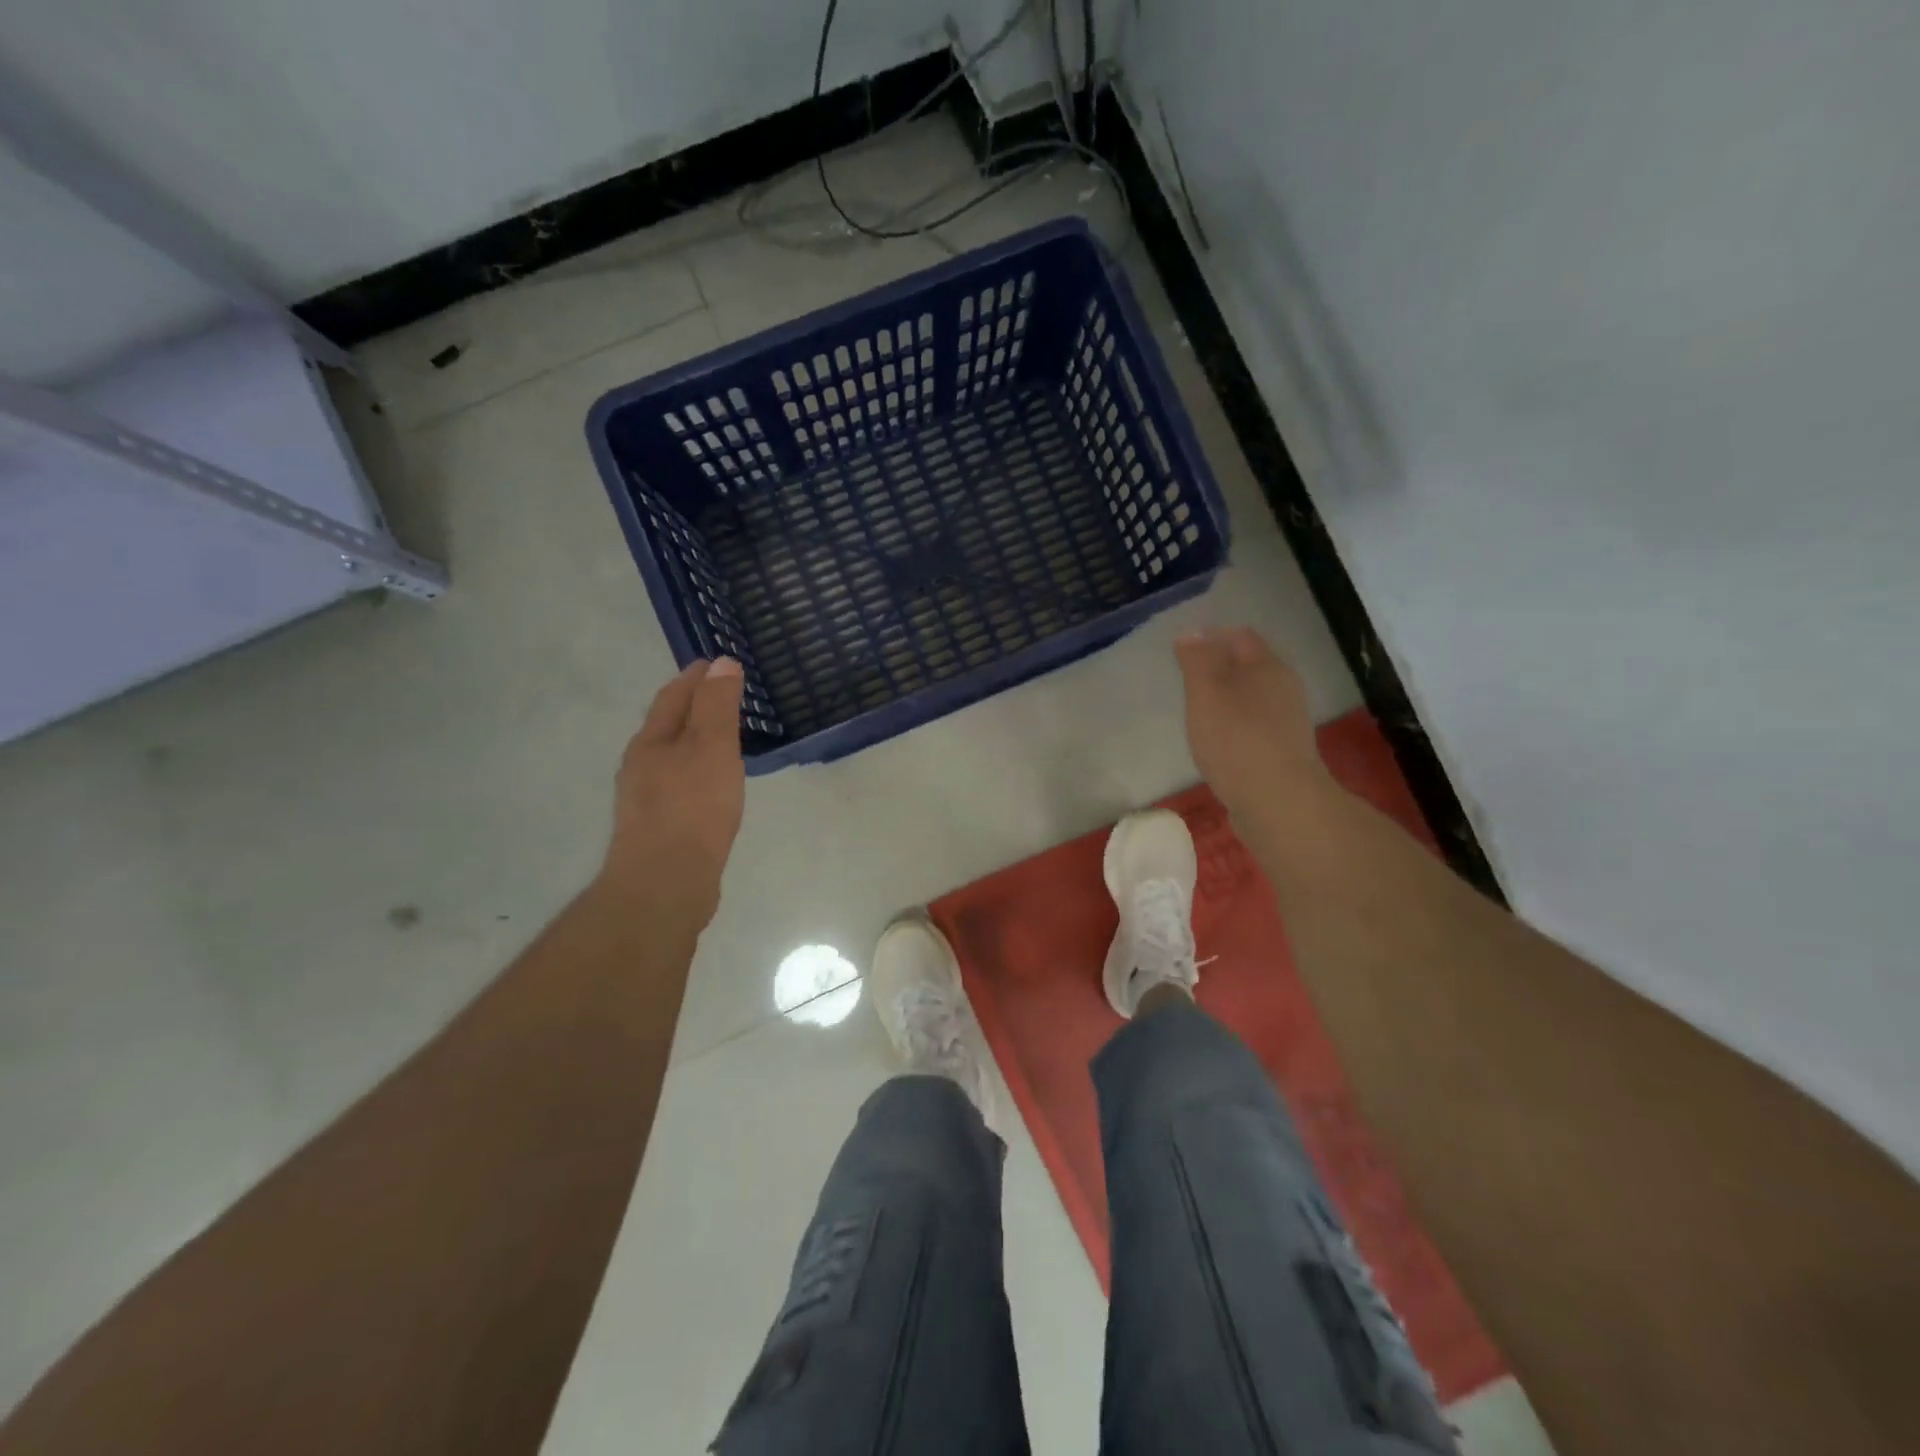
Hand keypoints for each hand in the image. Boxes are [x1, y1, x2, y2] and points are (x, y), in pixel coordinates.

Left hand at [599, 658, 745, 927]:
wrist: (666, 884)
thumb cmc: (692, 808)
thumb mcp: (712, 747)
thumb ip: (717, 705)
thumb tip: (721, 662)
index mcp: (651, 741)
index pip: (672, 695)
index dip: (695, 677)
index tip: (718, 663)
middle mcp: (641, 765)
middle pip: (667, 725)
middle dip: (693, 707)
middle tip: (727, 697)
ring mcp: (647, 799)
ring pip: (673, 757)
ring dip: (696, 742)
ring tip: (727, 740)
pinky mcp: (660, 828)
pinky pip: (681, 786)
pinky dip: (699, 773)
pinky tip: (716, 788)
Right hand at [1176, 627, 1328, 826]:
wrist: (1278, 801)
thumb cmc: (1236, 739)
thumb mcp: (1206, 692)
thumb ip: (1198, 660)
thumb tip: (1192, 634)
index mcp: (1267, 666)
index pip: (1240, 636)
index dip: (1211, 636)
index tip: (1181, 650)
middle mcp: (1284, 687)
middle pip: (1249, 666)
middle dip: (1219, 667)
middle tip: (1186, 680)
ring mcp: (1287, 721)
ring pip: (1252, 697)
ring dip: (1227, 698)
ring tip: (1197, 711)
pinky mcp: (1283, 751)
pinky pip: (1254, 725)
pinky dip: (1234, 725)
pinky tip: (1217, 742)